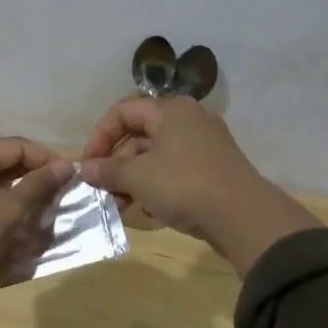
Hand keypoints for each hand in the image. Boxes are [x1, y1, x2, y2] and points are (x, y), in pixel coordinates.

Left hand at [0, 138, 75, 291]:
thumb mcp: (8, 209)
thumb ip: (37, 185)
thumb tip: (65, 165)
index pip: (16, 146)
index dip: (46, 158)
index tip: (71, 178)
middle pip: (1, 164)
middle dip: (32, 179)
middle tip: (58, 197)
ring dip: (16, 198)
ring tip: (40, 215)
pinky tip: (12, 230)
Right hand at [80, 96, 318, 272]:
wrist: (243, 216)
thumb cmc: (184, 184)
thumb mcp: (138, 177)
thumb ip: (107, 170)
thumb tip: (83, 168)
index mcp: (170, 110)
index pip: (122, 112)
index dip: (100, 136)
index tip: (88, 164)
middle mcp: (188, 120)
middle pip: (139, 134)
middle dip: (116, 163)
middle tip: (102, 189)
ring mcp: (204, 145)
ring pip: (156, 156)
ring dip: (133, 179)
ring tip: (121, 205)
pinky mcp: (213, 169)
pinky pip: (174, 171)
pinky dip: (156, 185)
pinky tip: (146, 210)